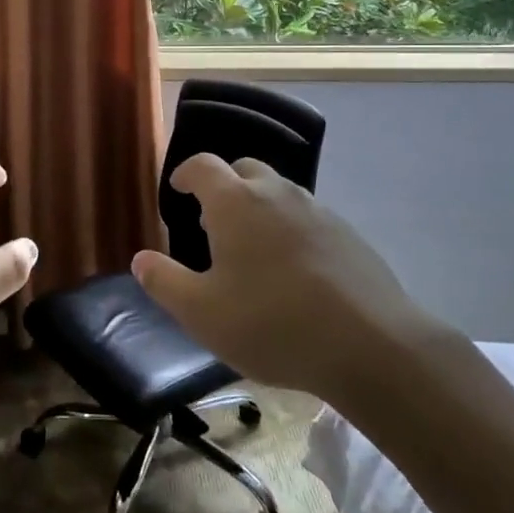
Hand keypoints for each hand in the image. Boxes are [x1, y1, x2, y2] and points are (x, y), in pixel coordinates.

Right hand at [131, 155, 451, 406]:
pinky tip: (294, 271)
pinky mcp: (348, 235)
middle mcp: (275, 193)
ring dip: (260, 207)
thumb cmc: (272, 324)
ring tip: (253, 249)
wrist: (372, 346)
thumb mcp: (202, 313)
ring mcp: (318, 210)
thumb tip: (141, 259)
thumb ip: (164, 282)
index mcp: (234, 202)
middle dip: (224, 186)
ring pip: (279, 192)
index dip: (185, 173)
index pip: (202, 165)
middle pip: (244, 170)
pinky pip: (308, 218)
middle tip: (213, 221)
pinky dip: (291, 229)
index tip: (178, 190)